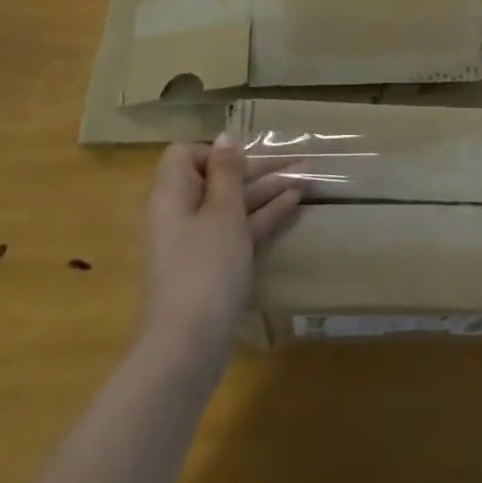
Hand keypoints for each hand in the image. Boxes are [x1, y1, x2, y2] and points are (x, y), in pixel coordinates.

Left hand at [141, 134, 301, 355]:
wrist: (188, 346)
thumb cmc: (205, 266)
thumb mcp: (222, 211)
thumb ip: (227, 171)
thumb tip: (225, 136)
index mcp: (172, 194)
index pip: (186, 156)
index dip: (216, 153)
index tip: (245, 160)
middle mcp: (180, 214)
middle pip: (218, 180)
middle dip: (258, 168)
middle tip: (299, 159)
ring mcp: (196, 243)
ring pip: (233, 205)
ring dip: (268, 190)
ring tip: (309, 175)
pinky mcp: (211, 268)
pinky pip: (238, 230)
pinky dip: (263, 216)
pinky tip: (295, 203)